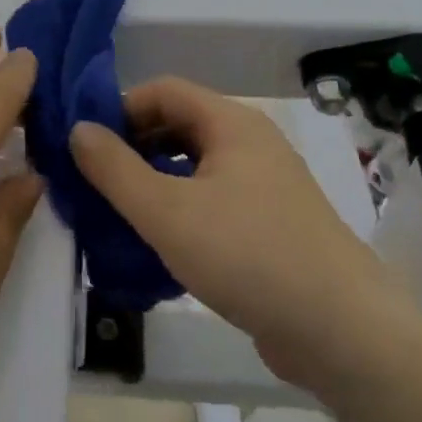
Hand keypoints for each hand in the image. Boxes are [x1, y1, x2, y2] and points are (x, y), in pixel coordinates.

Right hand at [71, 78, 400, 385]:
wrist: (343, 332)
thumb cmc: (248, 255)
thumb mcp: (166, 212)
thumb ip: (115, 169)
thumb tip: (77, 129)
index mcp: (232, 123)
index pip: (163, 90)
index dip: (119, 108)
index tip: (86, 144)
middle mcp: (251, 143)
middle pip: (179, 125)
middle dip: (133, 147)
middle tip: (95, 182)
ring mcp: (265, 185)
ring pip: (194, 167)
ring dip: (153, 182)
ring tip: (117, 214)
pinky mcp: (270, 224)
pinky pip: (213, 200)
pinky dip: (180, 210)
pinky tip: (157, 246)